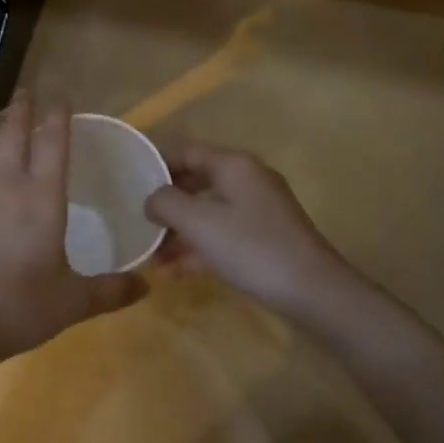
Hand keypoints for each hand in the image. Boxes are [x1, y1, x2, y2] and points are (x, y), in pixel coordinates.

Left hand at [0, 95, 147, 368]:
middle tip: (27, 93)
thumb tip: (147, 285)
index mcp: (41, 197)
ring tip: (2, 116)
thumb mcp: (72, 302)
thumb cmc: (18, 307)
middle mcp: (6, 184)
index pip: (52, 142)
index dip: (57, 116)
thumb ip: (111, 291)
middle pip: (13, 133)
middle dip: (22, 109)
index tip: (61, 98)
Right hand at [144, 143, 354, 318]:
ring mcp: (260, 209)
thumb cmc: (251, 247)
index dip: (156, 164)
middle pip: (196, 181)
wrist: (314, 291)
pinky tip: (178, 271)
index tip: (130, 185)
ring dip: (180, 231)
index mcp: (233, 165)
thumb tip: (152, 198)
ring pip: (209, 211)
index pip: (186, 151)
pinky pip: (224, 233)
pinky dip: (201, 246)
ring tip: (153, 257)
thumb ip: (166, 203)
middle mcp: (247, 179)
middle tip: (139, 223)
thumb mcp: (199, 222)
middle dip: (167, 204)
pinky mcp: (266, 236)